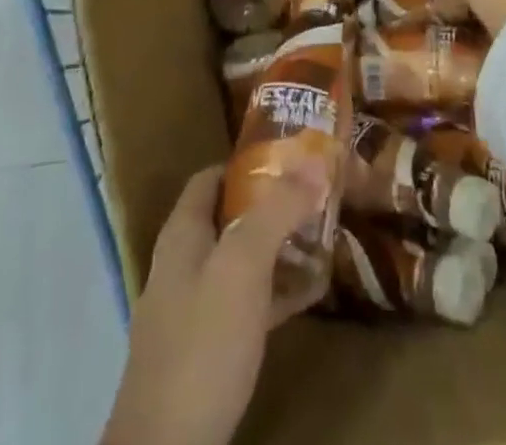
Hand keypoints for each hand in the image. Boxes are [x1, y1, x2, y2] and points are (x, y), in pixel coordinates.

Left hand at [101, 163, 324, 444]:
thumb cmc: (203, 341)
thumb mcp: (243, 265)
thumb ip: (276, 210)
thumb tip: (311, 161)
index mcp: (183, 234)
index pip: (211, 177)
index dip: (247, 162)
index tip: (290, 155)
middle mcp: (184, 264)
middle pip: (229, 217)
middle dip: (272, 204)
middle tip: (315, 195)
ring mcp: (194, 309)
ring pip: (241, 261)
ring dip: (279, 247)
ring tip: (322, 236)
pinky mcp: (208, 351)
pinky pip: (248, 304)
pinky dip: (277, 291)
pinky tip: (312, 293)